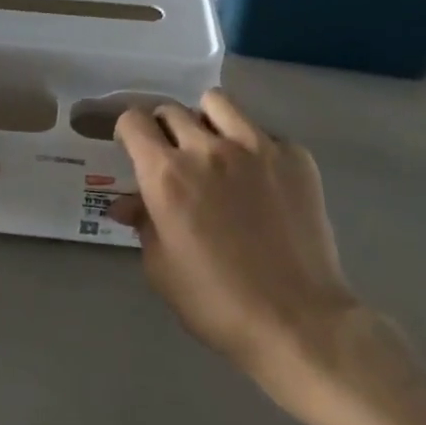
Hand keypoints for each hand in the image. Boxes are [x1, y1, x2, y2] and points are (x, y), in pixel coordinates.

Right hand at [113, 92, 356, 380]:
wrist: (298, 321)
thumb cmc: (217, 302)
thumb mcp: (161, 268)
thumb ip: (142, 223)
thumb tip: (127, 202)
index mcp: (167, 174)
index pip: (134, 120)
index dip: (128, 131)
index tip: (133, 148)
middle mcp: (207, 148)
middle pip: (172, 110)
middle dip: (164, 129)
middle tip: (174, 157)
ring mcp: (256, 146)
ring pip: (217, 103)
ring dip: (206, 121)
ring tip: (214, 149)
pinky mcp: (294, 155)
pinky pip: (262, 132)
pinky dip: (253, 147)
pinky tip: (260, 180)